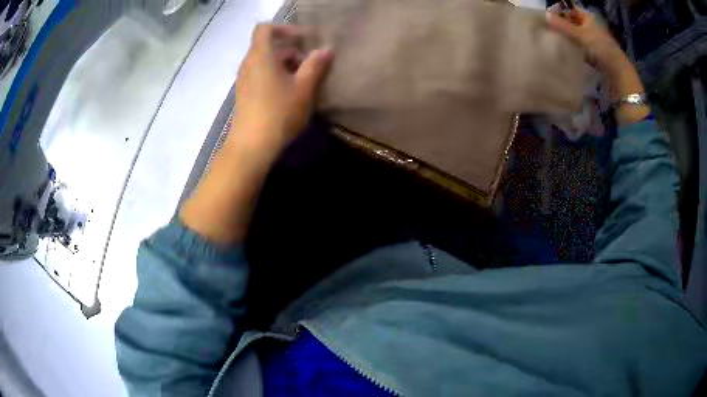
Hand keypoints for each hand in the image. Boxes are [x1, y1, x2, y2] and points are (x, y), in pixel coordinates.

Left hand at [180, 25, 332, 244]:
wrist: (251, 147)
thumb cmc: (279, 113)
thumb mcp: (304, 88)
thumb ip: (316, 65)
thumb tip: (326, 50)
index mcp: (260, 56)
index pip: (265, 29)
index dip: (285, 28)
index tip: (303, 39)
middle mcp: (248, 64)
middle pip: (267, 46)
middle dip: (290, 50)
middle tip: (309, 64)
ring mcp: (244, 80)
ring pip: (265, 62)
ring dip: (284, 65)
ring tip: (303, 80)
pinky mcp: (244, 95)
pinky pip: (260, 76)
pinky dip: (275, 76)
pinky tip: (289, 93)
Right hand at [545, 7, 625, 76]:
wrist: (618, 73)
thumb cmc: (602, 49)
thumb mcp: (581, 35)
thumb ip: (563, 25)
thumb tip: (545, 15)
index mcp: (588, 18)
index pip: (571, 10)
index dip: (560, 12)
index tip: (548, 17)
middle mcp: (590, 27)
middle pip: (573, 22)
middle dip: (562, 25)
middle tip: (549, 29)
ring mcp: (593, 41)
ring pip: (576, 35)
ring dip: (567, 38)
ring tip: (555, 40)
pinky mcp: (594, 53)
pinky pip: (580, 47)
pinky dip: (574, 48)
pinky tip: (566, 51)